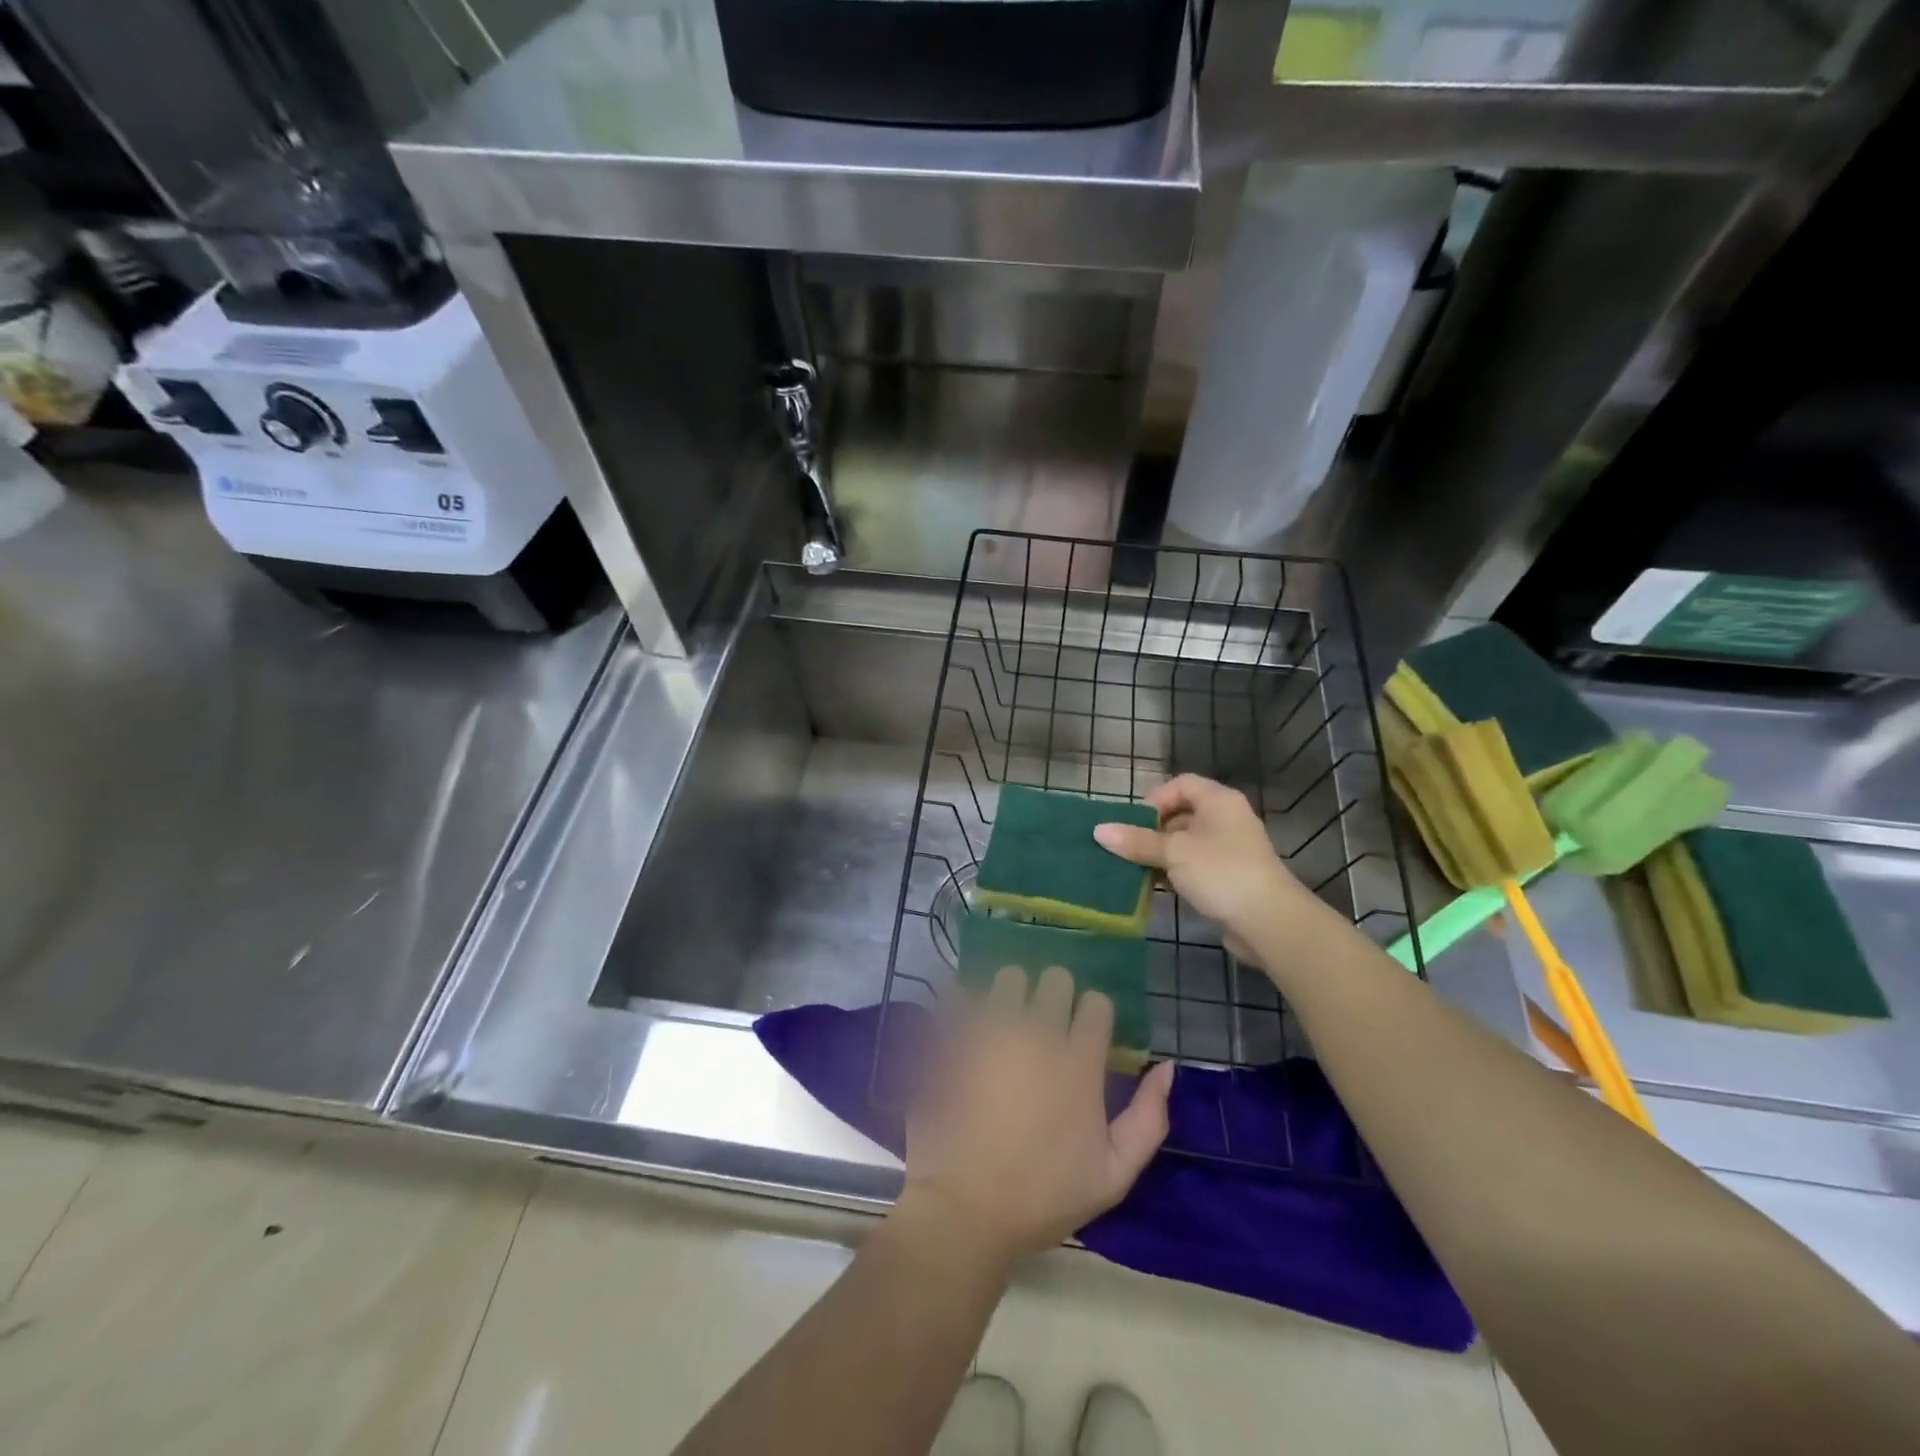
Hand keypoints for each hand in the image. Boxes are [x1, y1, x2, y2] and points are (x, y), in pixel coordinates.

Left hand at [897, 966, 1173, 1269]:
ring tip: (1007, 1021)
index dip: (1094, 1016)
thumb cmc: (1044, 1197)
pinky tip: (969, 1023)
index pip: (1097, 1003)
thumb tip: (1166, 1068)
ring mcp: (992, 1030)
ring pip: (1010, 977)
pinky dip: (969, 1003)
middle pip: (1056, 978)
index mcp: (1079, 1063)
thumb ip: (1148, 1119)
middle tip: (1046, 1024)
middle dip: (1056, 996)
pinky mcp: (955, 1035)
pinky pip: (964, 994)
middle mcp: (1038, 1033)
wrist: (966, 1208)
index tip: (1086, 1035)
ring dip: (1013, 994)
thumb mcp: (1114, 1175)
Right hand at [1094, 774, 1311, 964]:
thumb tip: (1098, 830)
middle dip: (1152, 831)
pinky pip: (1194, 866)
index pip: (1181, 784)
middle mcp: (1226, 819)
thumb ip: (1136, 841)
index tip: (1135, 822)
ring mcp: (1229, 850)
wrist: (1269, 922)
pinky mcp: (1228, 877)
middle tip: (1128, 848)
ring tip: (1134, 869)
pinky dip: (1174, 872)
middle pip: (1181, 814)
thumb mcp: (1173, 853)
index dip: (1156, 798)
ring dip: (1160, 855)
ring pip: (1185, 843)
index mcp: (1219, 801)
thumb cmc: (1220, 873)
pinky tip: (1155, 887)